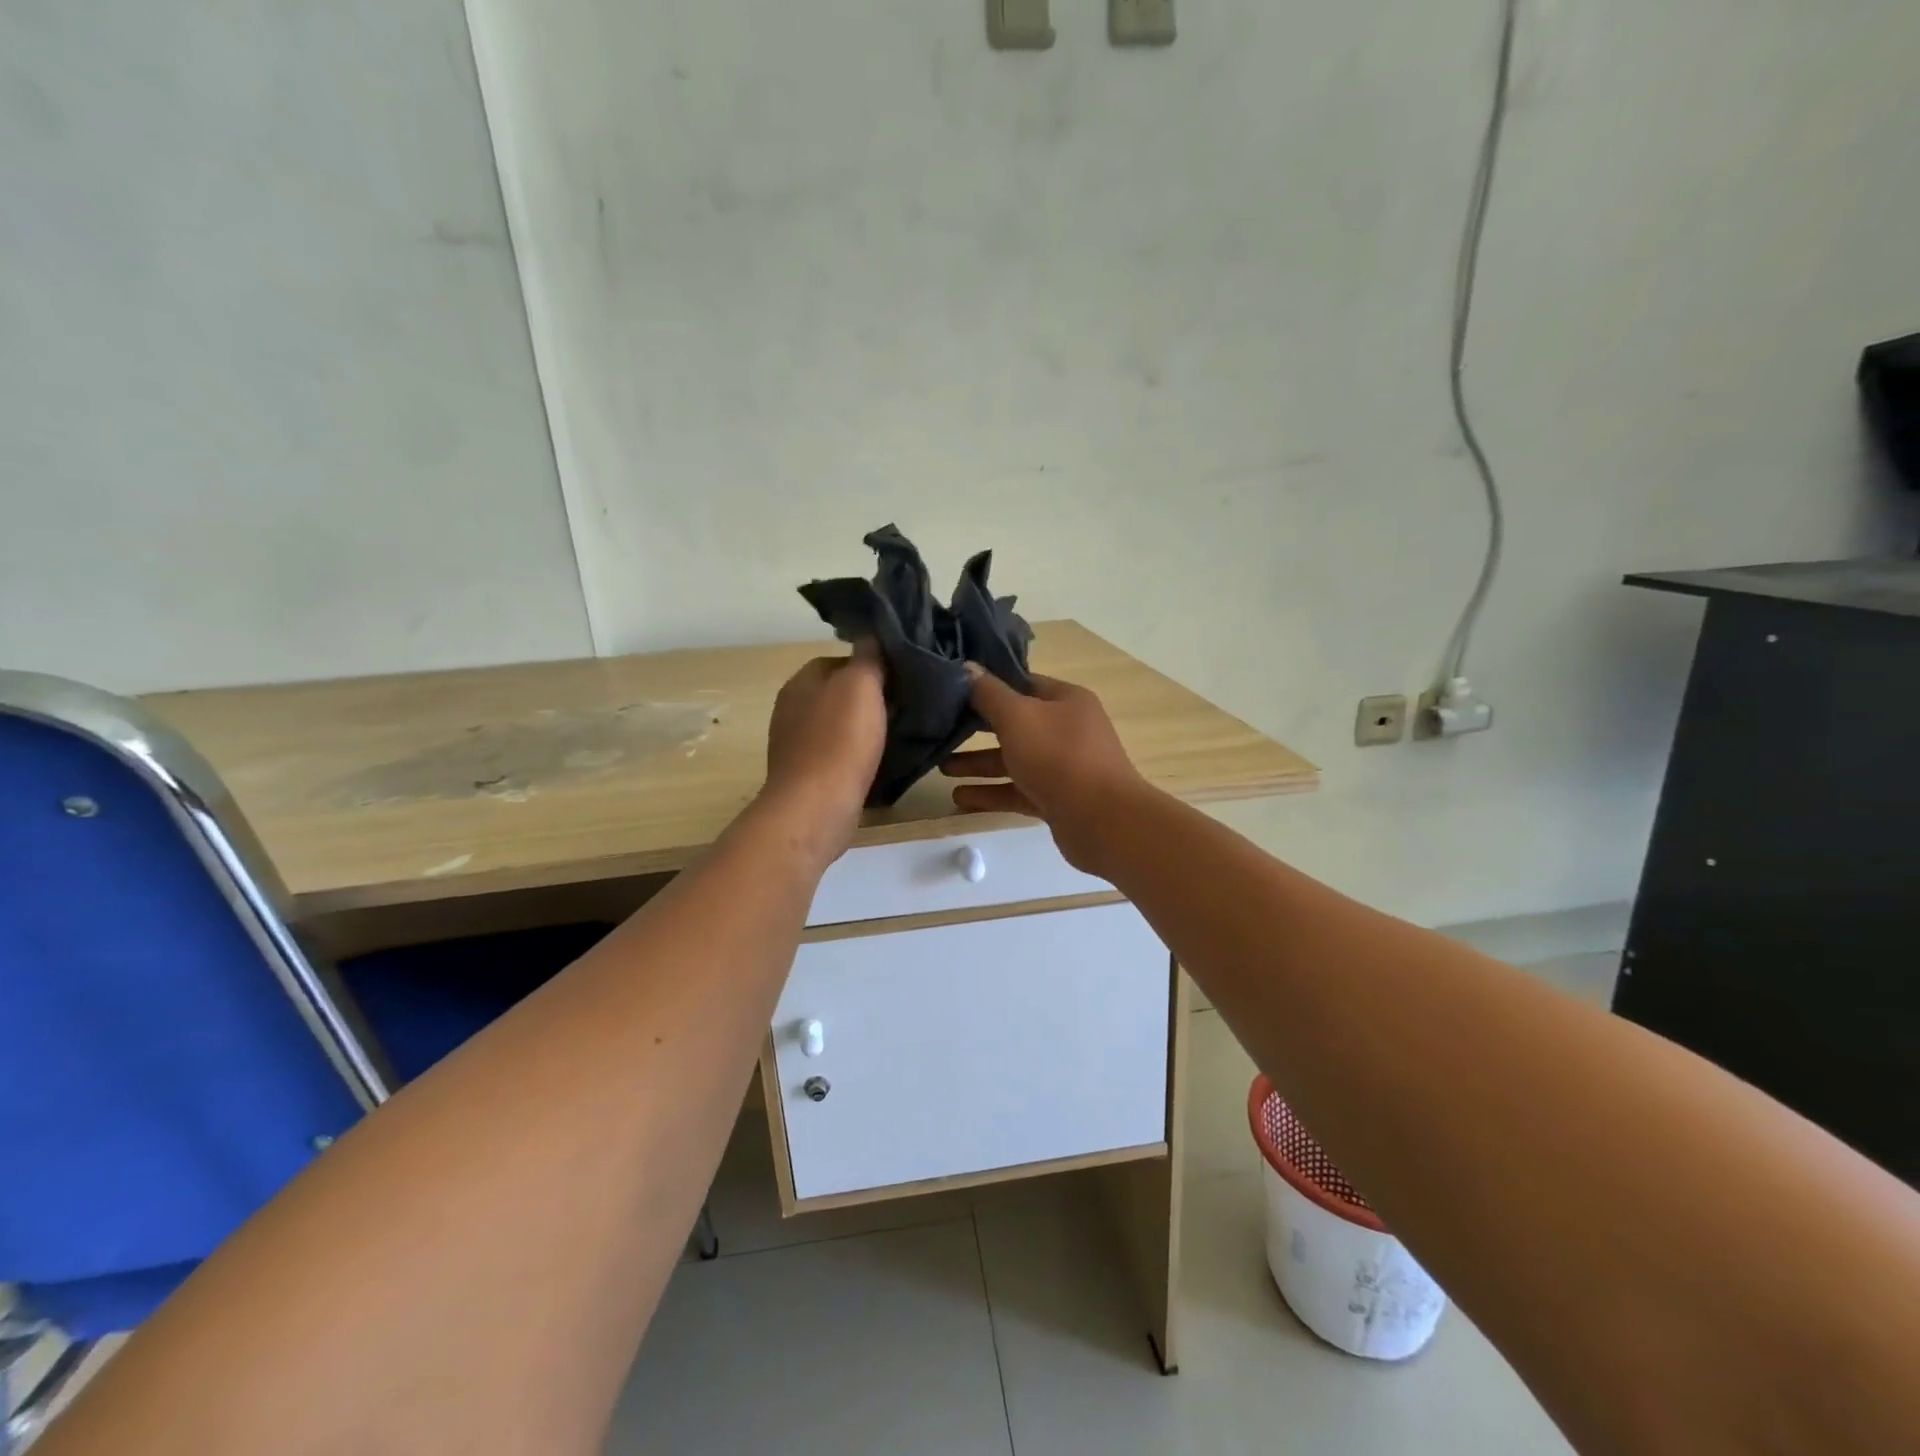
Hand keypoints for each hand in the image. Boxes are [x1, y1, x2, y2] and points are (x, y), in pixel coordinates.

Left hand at [762, 644, 886, 860]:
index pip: (838, 660)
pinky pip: (835, 755)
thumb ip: (868, 656)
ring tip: (895, 735)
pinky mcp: (805, 775)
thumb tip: (872, 635)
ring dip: (863, 729)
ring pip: (837, 725)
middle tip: (903, 707)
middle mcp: (791, 708)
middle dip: (868, 699)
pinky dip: (855, 756)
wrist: (816, 806)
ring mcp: (795, 744)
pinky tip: (876, 763)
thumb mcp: (861, 684)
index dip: (869, 666)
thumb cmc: (840, 739)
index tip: (898, 680)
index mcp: (801, 681)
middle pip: (838, 694)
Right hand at [941, 667, 1147, 873]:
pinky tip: (959, 798)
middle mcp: (1067, 730)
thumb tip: (967, 667)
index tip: (954, 690)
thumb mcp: (1017, 717)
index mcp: (1066, 701)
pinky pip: (1018, 792)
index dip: (989, 685)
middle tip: (941, 732)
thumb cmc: (1059, 757)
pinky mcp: (1057, 800)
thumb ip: (988, 693)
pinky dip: (991, 793)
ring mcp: (1064, 767)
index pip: (1023, 684)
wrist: (1102, 821)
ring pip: (1014, 761)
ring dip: (979, 764)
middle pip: (1015, 724)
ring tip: (942, 769)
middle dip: (977, 730)